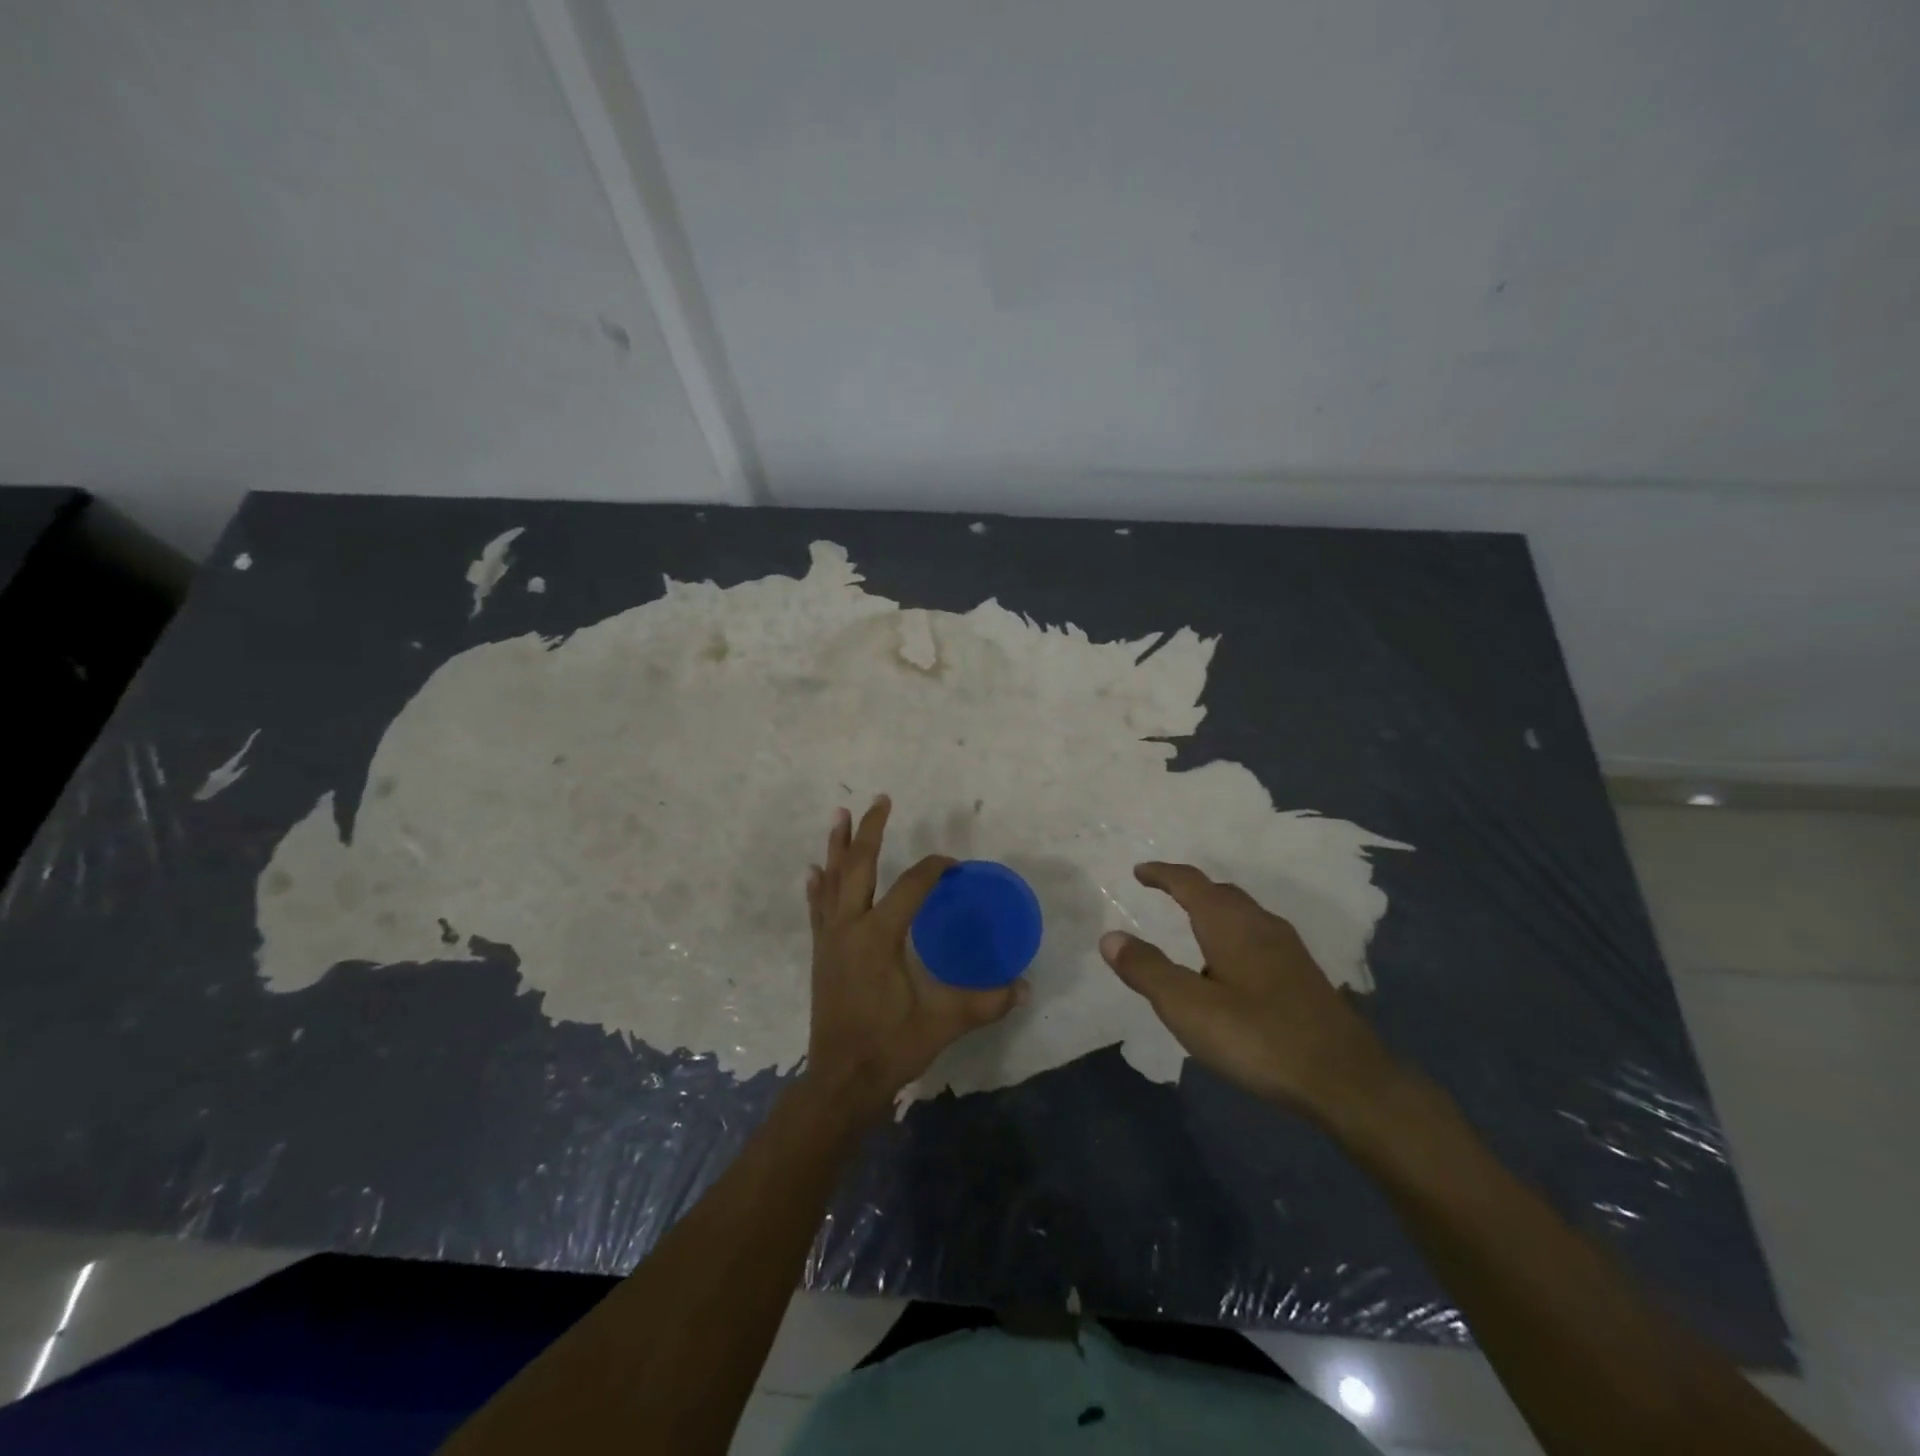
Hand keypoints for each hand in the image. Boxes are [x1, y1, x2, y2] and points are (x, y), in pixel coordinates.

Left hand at [805, 796, 1021, 1118]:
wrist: (841, 1081)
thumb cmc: (891, 1047)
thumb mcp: (943, 1023)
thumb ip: (986, 1002)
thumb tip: (1025, 987)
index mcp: (879, 936)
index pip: (910, 885)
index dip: (933, 868)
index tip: (953, 865)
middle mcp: (850, 927)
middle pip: (859, 866)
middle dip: (871, 830)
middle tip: (881, 800)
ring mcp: (830, 939)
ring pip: (832, 880)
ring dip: (838, 846)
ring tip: (840, 815)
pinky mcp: (821, 954)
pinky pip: (817, 909)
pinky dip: (818, 885)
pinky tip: (815, 869)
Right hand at [1100, 862, 1396, 1121]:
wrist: (1346, 1080)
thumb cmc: (1258, 1037)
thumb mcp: (1188, 1007)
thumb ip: (1146, 970)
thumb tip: (1110, 936)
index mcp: (1230, 924)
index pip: (1190, 883)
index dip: (1163, 874)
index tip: (1139, 871)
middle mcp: (1261, 926)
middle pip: (1221, 893)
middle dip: (1190, 889)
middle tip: (1164, 893)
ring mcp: (1289, 951)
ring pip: (1244, 915)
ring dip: (1215, 911)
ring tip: (1193, 930)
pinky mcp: (1304, 977)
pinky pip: (1259, 938)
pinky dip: (1234, 936)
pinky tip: (1232, 970)